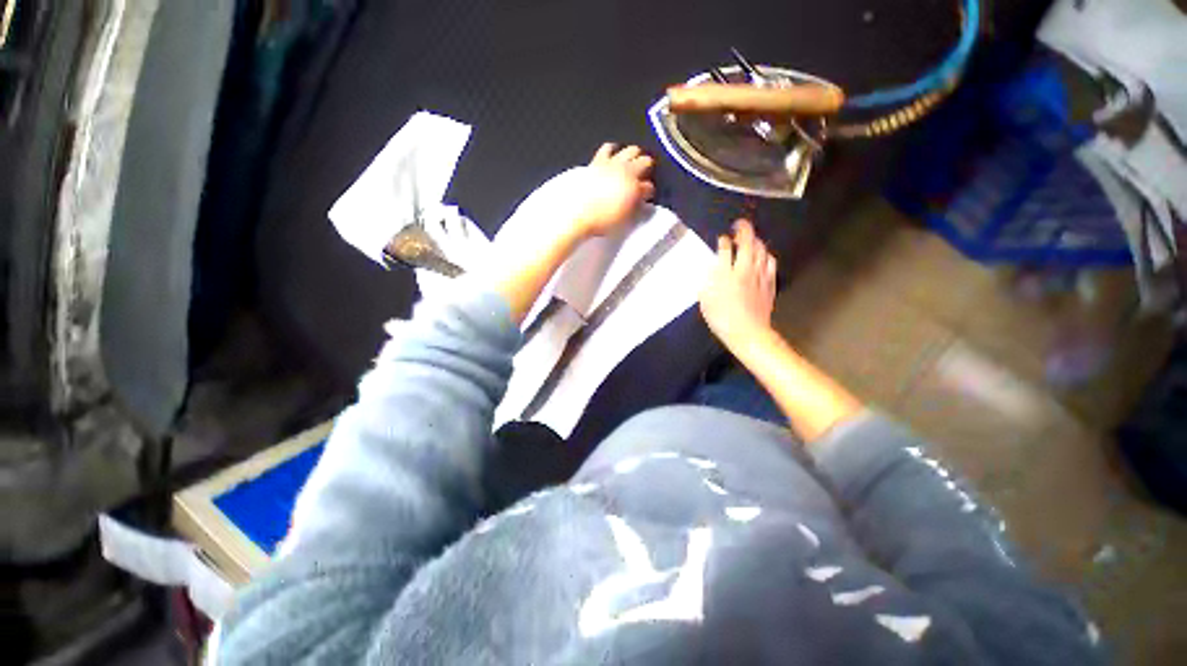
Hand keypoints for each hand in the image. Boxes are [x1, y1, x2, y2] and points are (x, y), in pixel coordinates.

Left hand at [573, 144, 655, 236]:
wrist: (577, 212)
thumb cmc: (602, 221)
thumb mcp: (624, 222)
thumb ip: (635, 211)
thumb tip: (642, 204)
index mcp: (636, 189)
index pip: (649, 188)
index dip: (649, 193)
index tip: (645, 199)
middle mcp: (628, 172)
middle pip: (646, 162)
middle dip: (647, 169)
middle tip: (642, 178)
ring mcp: (613, 164)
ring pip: (631, 150)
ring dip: (634, 156)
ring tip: (631, 164)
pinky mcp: (598, 161)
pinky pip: (608, 148)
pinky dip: (612, 150)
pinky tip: (612, 155)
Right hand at [699, 219, 777, 348]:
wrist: (747, 333)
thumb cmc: (722, 318)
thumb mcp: (706, 300)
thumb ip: (708, 281)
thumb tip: (712, 268)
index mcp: (725, 274)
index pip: (725, 249)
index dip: (723, 241)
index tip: (721, 239)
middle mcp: (744, 270)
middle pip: (747, 243)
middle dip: (743, 230)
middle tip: (739, 225)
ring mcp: (759, 275)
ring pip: (761, 250)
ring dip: (756, 240)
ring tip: (751, 238)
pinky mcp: (769, 283)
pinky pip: (770, 262)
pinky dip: (766, 255)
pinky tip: (764, 256)